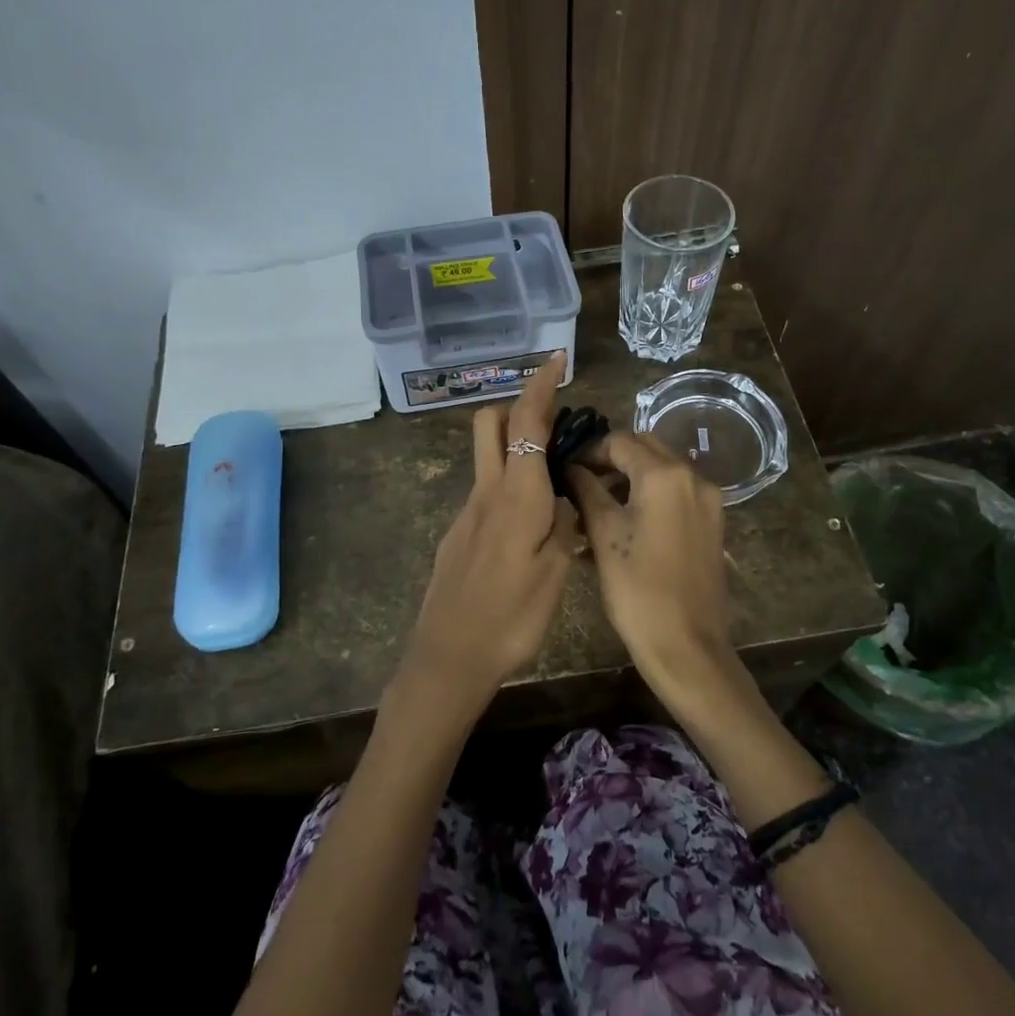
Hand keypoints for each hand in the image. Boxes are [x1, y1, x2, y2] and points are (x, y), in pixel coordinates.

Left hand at [403, 352, 581, 709]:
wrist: (448, 656)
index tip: (556, 359)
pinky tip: (531, 525)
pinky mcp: (458, 534)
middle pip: (490, 425)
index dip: (541, 385)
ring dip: (515, 448)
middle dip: (518, 408)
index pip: (525, 422)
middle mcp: (486, 492)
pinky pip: (486, 492)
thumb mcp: (554, 571)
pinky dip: (509, 485)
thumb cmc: (510, 616)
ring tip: (555, 481)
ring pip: (487, 458)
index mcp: (515, 494)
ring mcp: (467, 513)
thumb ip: (564, 524)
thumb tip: (566, 496)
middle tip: (555, 424)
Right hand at [567, 432, 743, 709]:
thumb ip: (586, 490)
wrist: (687, 645)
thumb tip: (571, 467)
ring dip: (631, 477)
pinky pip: (677, 494)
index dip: (589, 451)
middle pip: (646, 449)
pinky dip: (651, 496)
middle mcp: (693, 477)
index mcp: (665, 474)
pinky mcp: (713, 523)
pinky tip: (626, 522)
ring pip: (662, 471)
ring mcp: (708, 501)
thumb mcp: (604, 535)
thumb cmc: (638, 589)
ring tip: (597, 504)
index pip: (620, 441)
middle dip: (612, 459)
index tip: (565, 468)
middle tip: (580, 482)